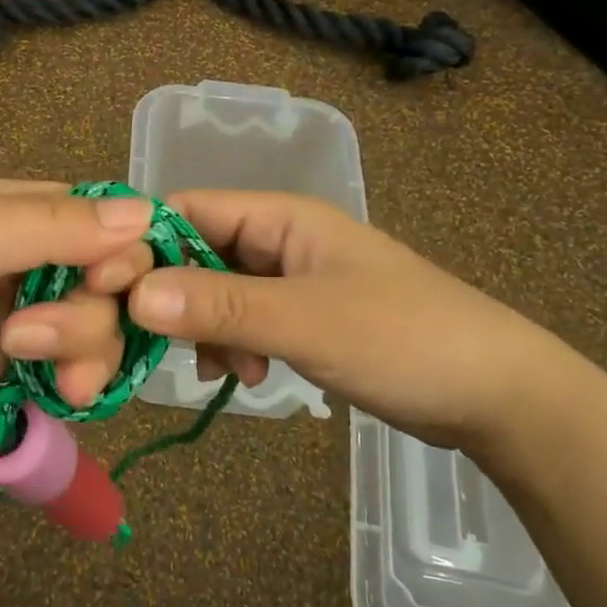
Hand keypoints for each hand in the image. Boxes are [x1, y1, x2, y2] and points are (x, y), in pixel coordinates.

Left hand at [0, 181, 155, 444]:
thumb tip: (144, 213)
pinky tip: (58, 396)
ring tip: (42, 372)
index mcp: (10, 208)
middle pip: (104, 277)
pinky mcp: (3, 365)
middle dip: (95, 311)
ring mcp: (14, 313)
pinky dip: (73, 379)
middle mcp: (21, 255)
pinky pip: (65, 366)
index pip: (98, 215)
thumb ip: (49, 226)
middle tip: (42, 338)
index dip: (124, 247)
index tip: (115, 284)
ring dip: (84, 349)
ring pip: (92, 325)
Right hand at [121, 190, 587, 451]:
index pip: (186, 210)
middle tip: (152, 344)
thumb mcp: (306, 322)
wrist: (499, 396)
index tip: (107, 294)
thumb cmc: (405, 339)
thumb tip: (133, 294)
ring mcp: (289, 279)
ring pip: (214, 292)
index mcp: (280, 216)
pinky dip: (230, 346)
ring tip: (221, 369)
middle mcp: (278, 238)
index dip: (142, 246)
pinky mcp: (300, 317)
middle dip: (171, 298)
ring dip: (202, 328)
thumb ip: (220, 306)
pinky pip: (241, 321)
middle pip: (195, 254)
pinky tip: (243, 377)